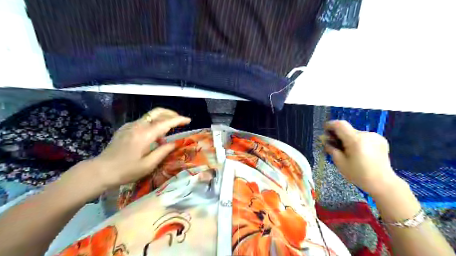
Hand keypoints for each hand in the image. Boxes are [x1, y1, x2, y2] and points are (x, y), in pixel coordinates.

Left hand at [87, 107, 190, 189]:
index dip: (179, 120)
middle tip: (180, 120)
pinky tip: (153, 136)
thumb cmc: (126, 171)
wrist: (100, 171)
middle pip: (157, 112)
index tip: (188, 120)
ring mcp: (130, 126)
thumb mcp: (148, 165)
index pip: (166, 122)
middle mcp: (138, 126)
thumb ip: (163, 151)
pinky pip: (143, 122)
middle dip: (171, 113)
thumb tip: (174, 143)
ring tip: (168, 131)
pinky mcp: (125, 128)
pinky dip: (152, 124)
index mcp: (145, 135)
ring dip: (162, 119)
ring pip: (150, 116)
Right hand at [324, 120, 399, 195]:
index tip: (325, 130)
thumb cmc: (358, 174)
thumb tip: (324, 139)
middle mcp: (366, 134)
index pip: (340, 125)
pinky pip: (364, 137)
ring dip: (348, 139)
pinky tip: (359, 152)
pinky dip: (358, 141)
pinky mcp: (381, 140)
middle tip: (333, 145)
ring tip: (347, 151)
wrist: (383, 183)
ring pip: (355, 133)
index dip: (330, 125)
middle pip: (347, 130)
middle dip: (339, 135)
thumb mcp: (340, 163)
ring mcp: (375, 136)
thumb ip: (331, 148)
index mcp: (355, 140)